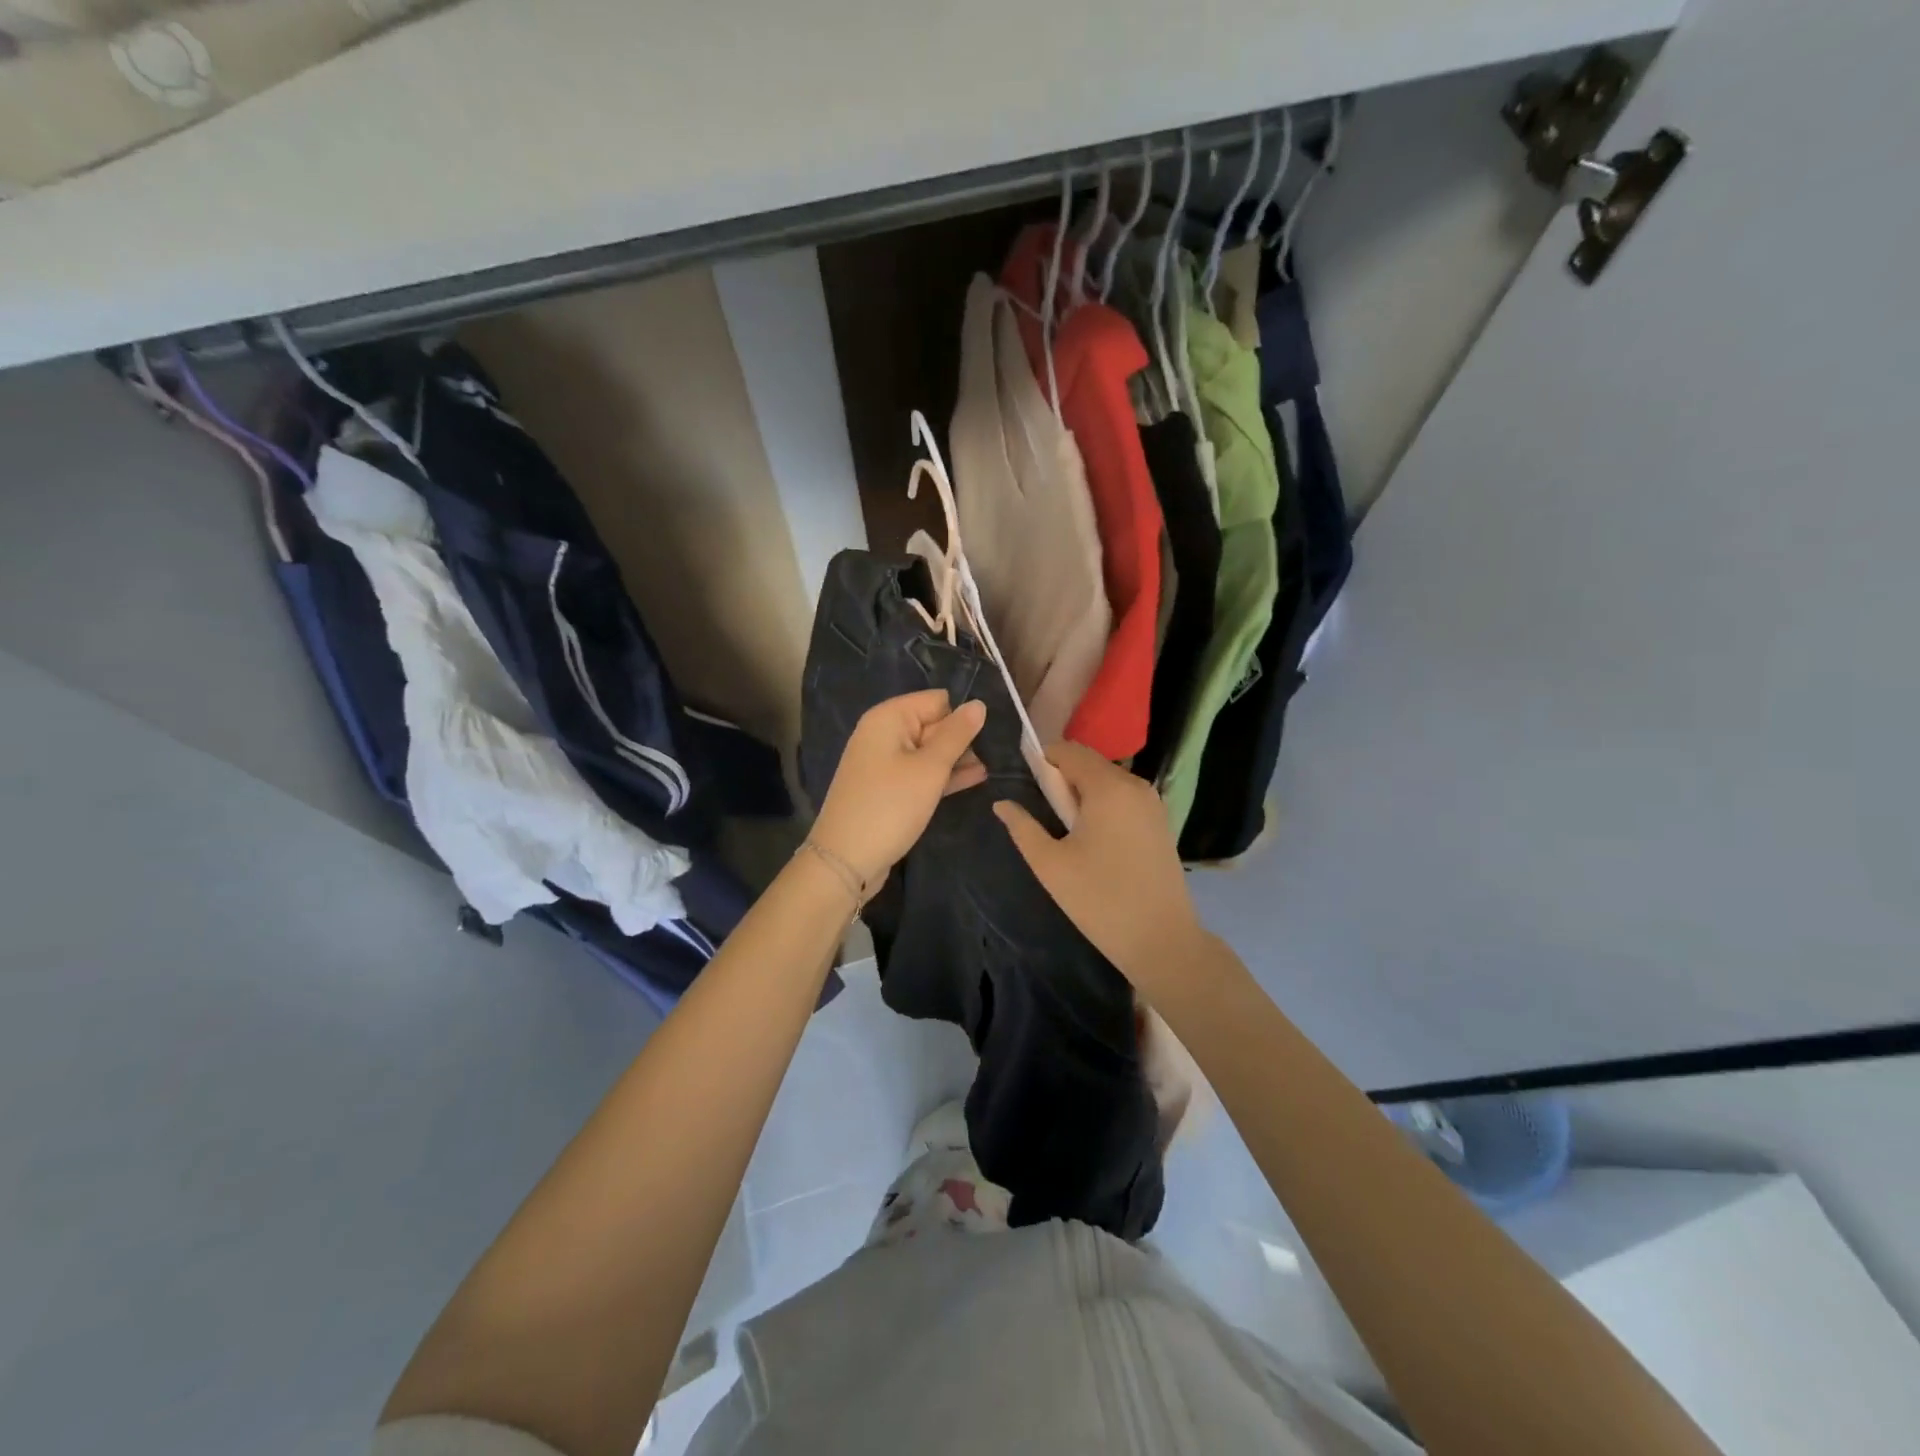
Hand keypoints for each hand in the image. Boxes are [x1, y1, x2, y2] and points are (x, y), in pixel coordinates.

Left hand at [810, 690, 986, 885]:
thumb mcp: (930, 769)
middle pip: (933, 724)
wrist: (847, 859)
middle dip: (963, 738)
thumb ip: (957, 735)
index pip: (937, 701)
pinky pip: (920, 773)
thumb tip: (979, 704)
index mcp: (888, 718)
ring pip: (929, 751)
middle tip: (1001, 751)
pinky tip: (976, 778)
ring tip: (996, 765)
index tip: (993, 732)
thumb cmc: (890, 806)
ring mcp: (884, 763)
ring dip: (957, 759)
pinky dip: (943, 776)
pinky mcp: (888, 788)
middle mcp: (883, 733)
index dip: (963, 715)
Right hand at [994, 741, 1206, 993]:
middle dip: (1064, 779)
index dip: (1044, 761)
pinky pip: (1124, 798)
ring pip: (1108, 780)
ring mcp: (1153, 803)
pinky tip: (1097, 842)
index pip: (1069, 750)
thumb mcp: (1050, 864)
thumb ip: (1022, 827)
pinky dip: (1105, 806)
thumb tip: (1002, 804)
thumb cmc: (1099, 900)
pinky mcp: (1161, 822)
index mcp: (1108, 787)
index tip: (1029, 789)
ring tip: (1070, 833)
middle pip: (1090, 763)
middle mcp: (1135, 784)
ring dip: (1084, 794)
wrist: (1161, 939)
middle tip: (1048, 817)